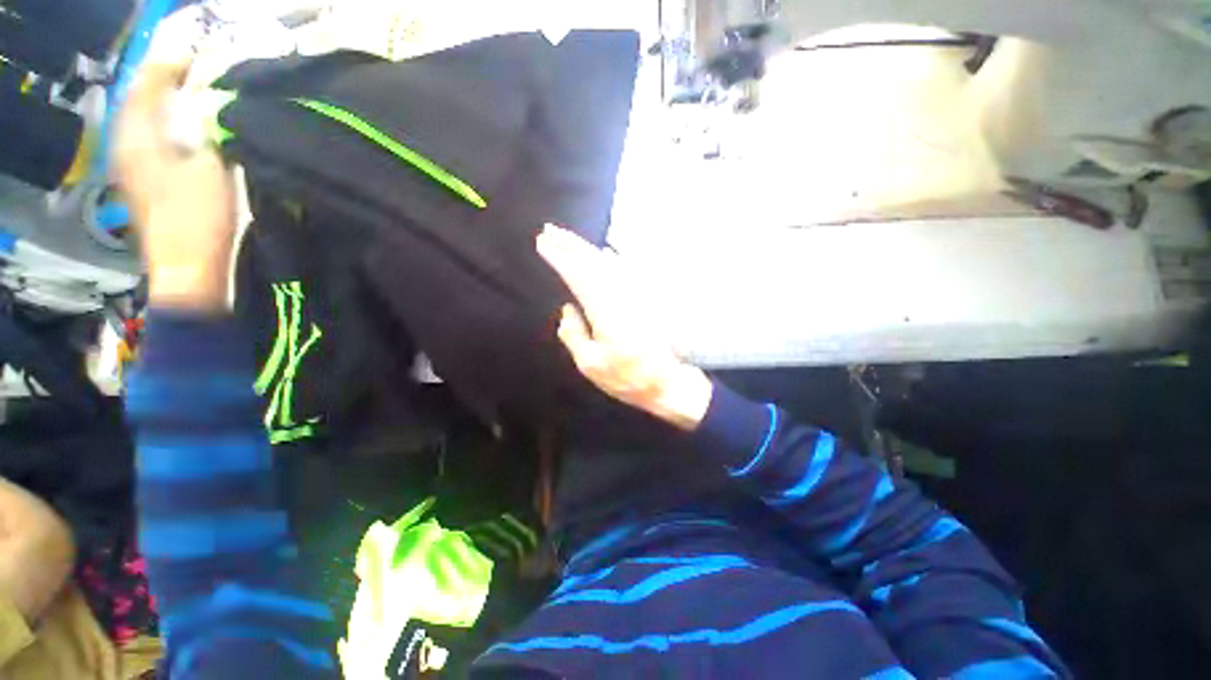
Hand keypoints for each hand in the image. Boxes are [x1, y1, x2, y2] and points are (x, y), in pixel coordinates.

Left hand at [114, 11, 235, 311]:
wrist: (187, 270)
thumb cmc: (197, 220)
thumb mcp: (210, 168)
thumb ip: (211, 127)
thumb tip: (217, 96)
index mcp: (137, 138)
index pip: (146, 84)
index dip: (169, 63)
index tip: (197, 50)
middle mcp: (128, 146)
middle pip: (142, 99)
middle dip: (166, 78)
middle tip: (196, 67)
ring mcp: (135, 167)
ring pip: (147, 120)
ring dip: (168, 101)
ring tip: (193, 91)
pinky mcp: (148, 183)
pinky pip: (155, 140)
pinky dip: (170, 125)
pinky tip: (188, 127)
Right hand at [537, 225, 712, 430]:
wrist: (667, 381)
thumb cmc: (626, 376)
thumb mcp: (590, 363)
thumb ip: (572, 334)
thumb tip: (567, 309)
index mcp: (602, 308)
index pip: (575, 274)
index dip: (558, 257)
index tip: (542, 242)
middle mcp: (618, 293)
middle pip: (590, 261)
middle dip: (569, 244)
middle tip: (550, 230)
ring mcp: (633, 294)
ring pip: (606, 262)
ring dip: (586, 249)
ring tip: (568, 238)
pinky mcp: (643, 299)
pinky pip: (623, 271)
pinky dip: (610, 259)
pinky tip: (605, 253)